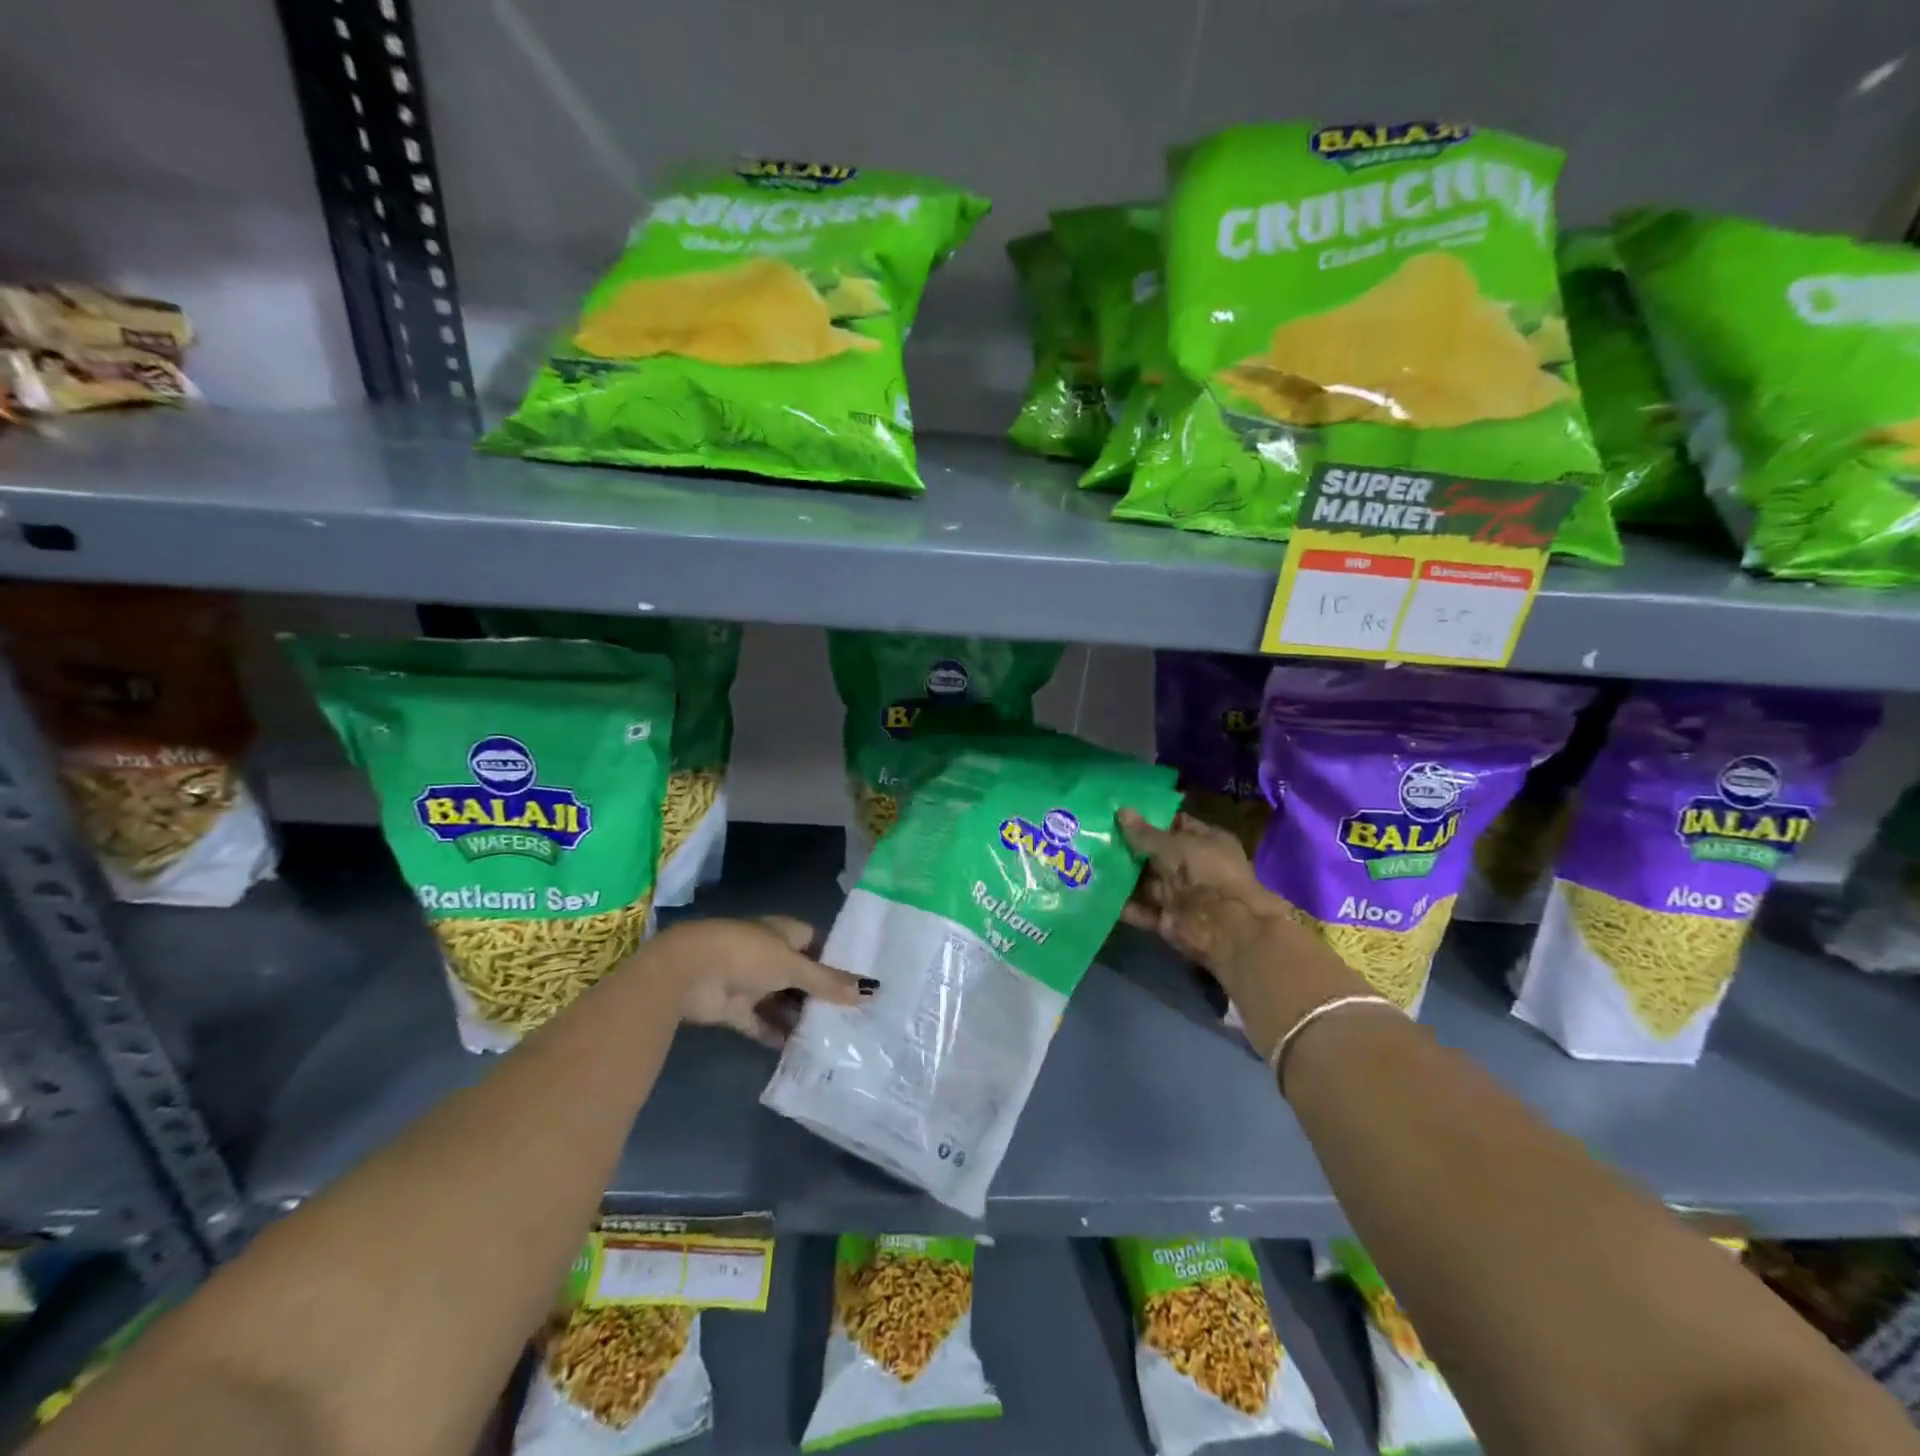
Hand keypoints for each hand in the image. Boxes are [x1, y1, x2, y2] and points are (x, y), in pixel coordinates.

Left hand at [649, 917, 872, 1048]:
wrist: (689, 972)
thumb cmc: (748, 955)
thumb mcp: (794, 966)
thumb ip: (829, 982)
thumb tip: (871, 991)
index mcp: (784, 932)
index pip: (817, 944)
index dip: (836, 961)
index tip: (859, 984)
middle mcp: (768, 955)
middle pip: (801, 975)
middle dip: (821, 995)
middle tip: (852, 1017)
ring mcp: (750, 982)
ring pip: (782, 1001)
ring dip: (799, 1017)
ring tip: (831, 1037)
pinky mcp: (734, 1008)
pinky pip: (761, 1023)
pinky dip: (775, 1035)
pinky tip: (798, 1051)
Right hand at [1118, 808, 1371, 1057]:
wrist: (1226, 927)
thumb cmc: (1207, 873)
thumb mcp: (1175, 846)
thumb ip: (1145, 834)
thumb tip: (1121, 811)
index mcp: (1205, 842)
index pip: (1175, 825)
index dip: (1149, 819)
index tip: (1119, 813)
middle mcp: (1193, 867)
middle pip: (1156, 855)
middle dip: (1129, 848)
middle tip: (1095, 834)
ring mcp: (1181, 895)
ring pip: (1145, 882)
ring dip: (1121, 876)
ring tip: (1088, 861)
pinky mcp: (1168, 920)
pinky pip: (1141, 909)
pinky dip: (1122, 904)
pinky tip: (1095, 892)